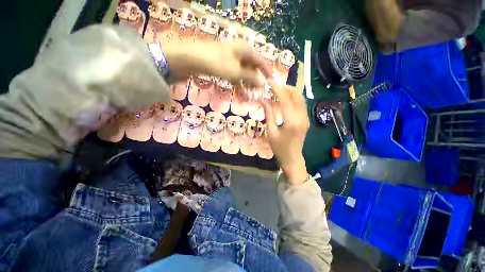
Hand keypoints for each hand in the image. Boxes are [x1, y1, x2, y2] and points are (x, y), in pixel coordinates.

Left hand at [162, 39, 271, 86]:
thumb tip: (263, 83)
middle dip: (256, 82)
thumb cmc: (218, 63)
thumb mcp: (236, 72)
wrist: (192, 59)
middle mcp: (240, 53)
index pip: (262, 62)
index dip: (267, 73)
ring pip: (244, 73)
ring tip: (249, 96)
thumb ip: (251, 78)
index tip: (272, 83)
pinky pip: (235, 75)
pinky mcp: (224, 66)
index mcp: (246, 50)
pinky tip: (240, 92)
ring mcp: (231, 59)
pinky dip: (239, 84)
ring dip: (247, 85)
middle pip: (253, 68)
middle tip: (258, 93)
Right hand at [263, 85, 309, 184]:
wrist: (292, 158)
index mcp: (291, 122)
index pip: (285, 99)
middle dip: (285, 87)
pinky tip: (284, 100)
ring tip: (278, 91)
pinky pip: (301, 104)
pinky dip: (293, 98)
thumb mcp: (270, 132)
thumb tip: (263, 100)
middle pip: (296, 95)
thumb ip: (268, 115)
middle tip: (273, 86)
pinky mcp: (306, 119)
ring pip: (300, 98)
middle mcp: (301, 117)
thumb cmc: (279, 147)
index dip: (277, 89)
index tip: (270, 81)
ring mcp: (306, 118)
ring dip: (290, 91)